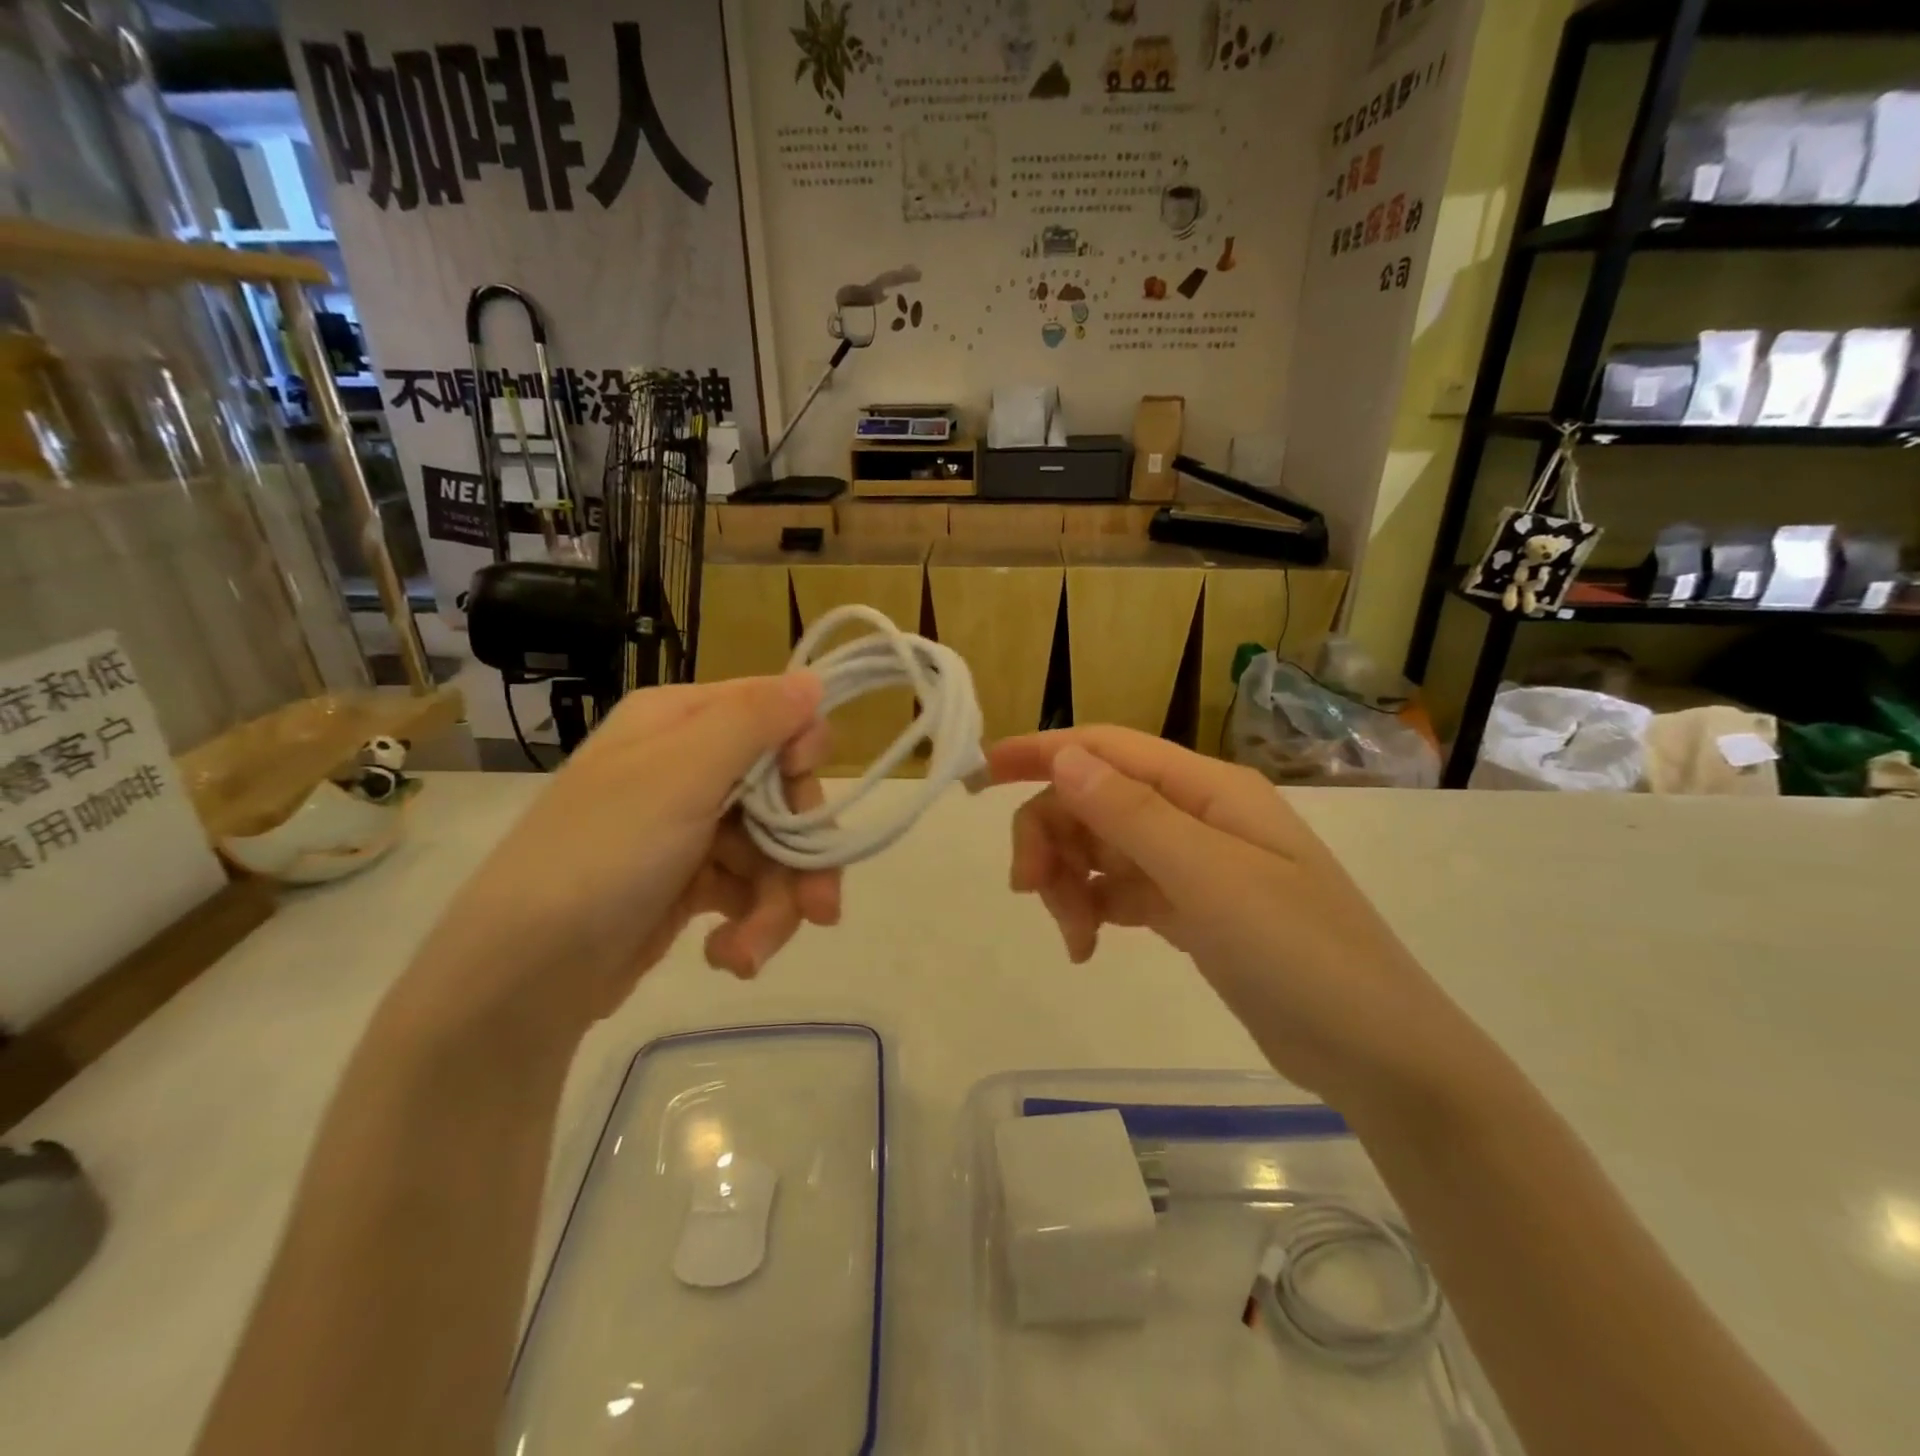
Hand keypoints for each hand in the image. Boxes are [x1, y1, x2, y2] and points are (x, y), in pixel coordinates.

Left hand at [419, 674, 837, 1045]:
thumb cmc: (604, 855)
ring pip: (773, 849)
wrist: (521, 978)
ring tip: (752, 951)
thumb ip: (755, 720)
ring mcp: (688, 826)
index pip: (774, 713)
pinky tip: (728, 957)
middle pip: (783, 792)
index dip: (802, 754)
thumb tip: (813, 679)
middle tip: (819, 909)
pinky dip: (749, 925)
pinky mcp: (688, 882)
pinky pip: (747, 889)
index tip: (803, 792)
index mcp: (680, 722)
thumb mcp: (682, 775)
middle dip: (803, 852)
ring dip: (777, 905)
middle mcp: (688, 765)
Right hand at [990, 728, 1471, 1106]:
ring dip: (1069, 880)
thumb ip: (1132, 815)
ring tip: (1073, 937)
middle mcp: (1196, 814)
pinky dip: (1092, 908)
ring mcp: (1193, 862)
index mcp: (1206, 789)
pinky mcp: (1190, 907)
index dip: (1041, 752)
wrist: (1376, 1054)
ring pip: (1101, 846)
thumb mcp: (1209, 879)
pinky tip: (1087, 945)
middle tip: (1030, 892)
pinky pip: (1119, 889)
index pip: (1107, 749)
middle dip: (1051, 837)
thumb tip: (1063, 755)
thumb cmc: (1300, 955)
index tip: (979, 774)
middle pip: (1094, 799)